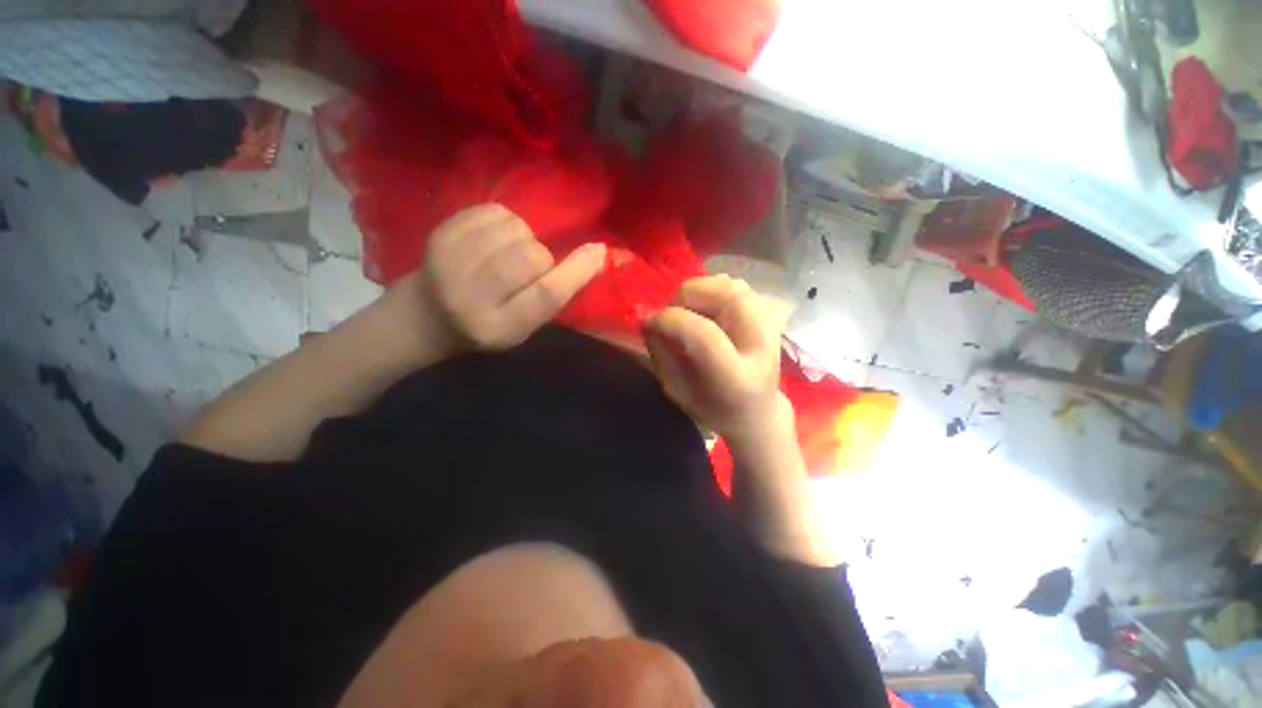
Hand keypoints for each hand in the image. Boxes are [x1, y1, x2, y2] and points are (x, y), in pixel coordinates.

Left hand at [407, 204, 606, 350]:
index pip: (544, 296)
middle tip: (530, 269)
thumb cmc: (488, 325)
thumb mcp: (525, 325)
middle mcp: (470, 296)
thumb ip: (553, 297)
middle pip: (530, 258)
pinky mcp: (440, 233)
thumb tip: (595, 255)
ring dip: (524, 239)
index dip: (575, 272)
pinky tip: (496, 238)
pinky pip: (494, 211)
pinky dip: (506, 221)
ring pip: (515, 230)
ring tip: (509, 253)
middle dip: (541, 258)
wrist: (427, 314)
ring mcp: (449, 261)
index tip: (598, 251)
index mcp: (498, 328)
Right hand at [643, 275, 791, 444]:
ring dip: (699, 291)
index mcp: (736, 378)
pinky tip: (706, 310)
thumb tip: (646, 317)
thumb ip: (661, 353)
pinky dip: (712, 290)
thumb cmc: (711, 408)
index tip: (650, 322)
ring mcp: (770, 326)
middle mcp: (760, 346)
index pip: (704, 334)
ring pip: (730, 285)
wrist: (757, 412)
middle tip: (673, 316)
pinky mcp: (769, 315)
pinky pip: (735, 286)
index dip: (671, 320)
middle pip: (725, 296)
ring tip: (689, 313)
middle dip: (687, 297)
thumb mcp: (677, 390)